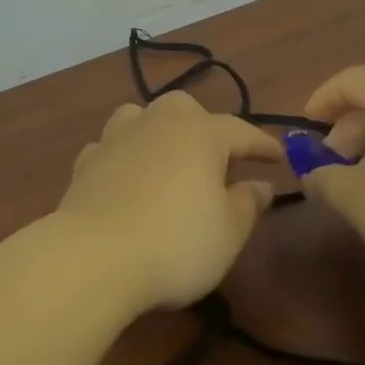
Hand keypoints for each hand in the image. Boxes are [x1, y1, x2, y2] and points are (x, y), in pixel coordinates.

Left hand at [57, 91, 281, 310]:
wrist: (94, 256)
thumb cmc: (176, 243)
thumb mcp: (228, 232)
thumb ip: (248, 204)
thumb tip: (260, 184)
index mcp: (200, 134)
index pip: (240, 131)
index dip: (261, 144)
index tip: (278, 157)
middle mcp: (157, 123)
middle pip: (185, 108)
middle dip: (204, 125)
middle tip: (216, 156)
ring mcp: (116, 138)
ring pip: (140, 116)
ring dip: (157, 129)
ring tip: (166, 155)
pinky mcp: (86, 162)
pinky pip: (110, 147)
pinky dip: (122, 156)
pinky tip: (124, 176)